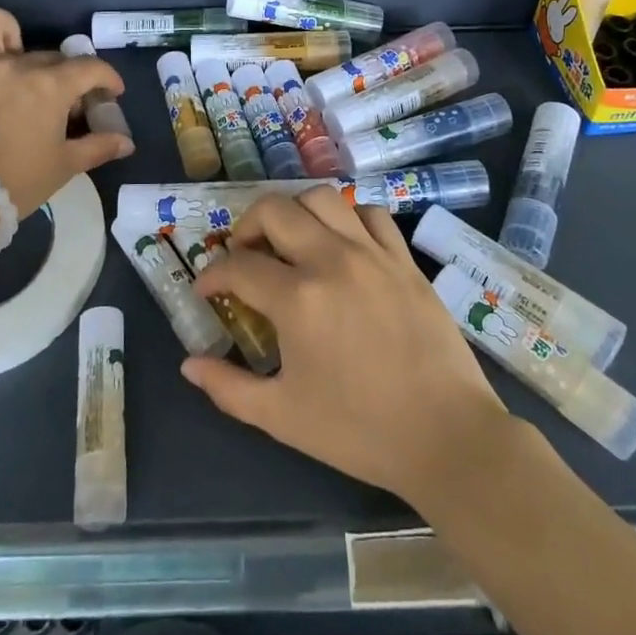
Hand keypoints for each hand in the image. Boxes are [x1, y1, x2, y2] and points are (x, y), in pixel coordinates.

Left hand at [0, 7, 132, 215]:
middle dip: (65, 74)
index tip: (112, 94)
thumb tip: (126, 142)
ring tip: (8, 48)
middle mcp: (13, 67)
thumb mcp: (64, 167)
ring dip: (1, 30)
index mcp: (49, 86)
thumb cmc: (15, 182)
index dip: (107, 78)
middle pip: (48, 57)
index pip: (89, 68)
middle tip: (66, 105)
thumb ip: (97, 148)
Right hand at [182, 189, 514, 508]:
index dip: (212, 274)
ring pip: (322, 198)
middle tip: (243, 254)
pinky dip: (348, 218)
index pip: (238, 266)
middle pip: (274, 209)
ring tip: (289, 240)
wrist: (446, 436)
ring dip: (295, 211)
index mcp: (297, 299)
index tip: (206, 289)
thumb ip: (229, 387)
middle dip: (245, 225)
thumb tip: (189, 364)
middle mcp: (331, 260)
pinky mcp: (403, 259)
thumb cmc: (360, 431)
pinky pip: (371, 214)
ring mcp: (372, 253)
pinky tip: (342, 244)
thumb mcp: (283, 417)